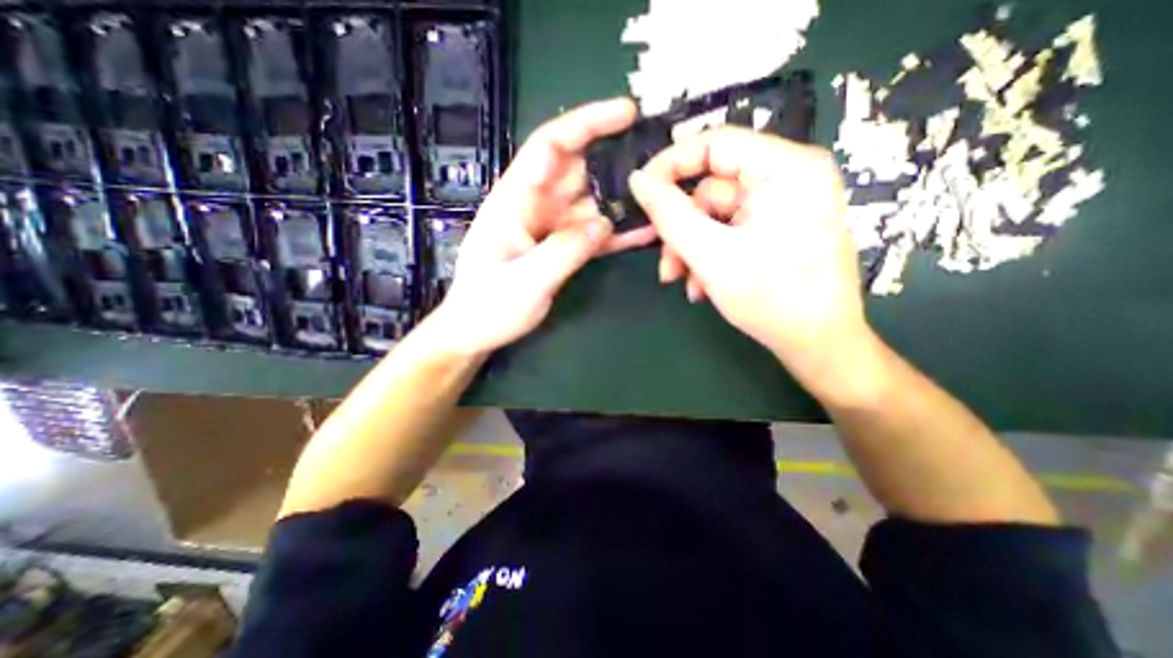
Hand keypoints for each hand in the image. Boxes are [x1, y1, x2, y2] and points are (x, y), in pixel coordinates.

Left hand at [433, 97, 656, 355]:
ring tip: (660, 196)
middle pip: (579, 170)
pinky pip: (592, 232)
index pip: (551, 146)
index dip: (587, 123)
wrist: (477, 331)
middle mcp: (535, 205)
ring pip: (591, 202)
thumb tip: (604, 224)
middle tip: (658, 161)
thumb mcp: (525, 280)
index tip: (626, 113)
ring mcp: (550, 227)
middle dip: (615, 160)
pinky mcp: (560, 247)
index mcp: (515, 200)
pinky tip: (643, 231)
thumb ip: (565, 250)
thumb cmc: (488, 306)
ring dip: (622, 199)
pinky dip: (616, 231)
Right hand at [629, 125, 873, 397]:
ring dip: (691, 250)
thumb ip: (669, 214)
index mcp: (786, 168)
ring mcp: (781, 205)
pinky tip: (702, 286)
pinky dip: (708, 257)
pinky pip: (727, 233)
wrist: (817, 345)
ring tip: (682, 282)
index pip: (715, 144)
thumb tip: (637, 180)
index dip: (670, 166)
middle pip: (711, 189)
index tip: (639, 194)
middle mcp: (787, 178)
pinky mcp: (774, 229)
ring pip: (713, 217)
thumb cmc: (772, 298)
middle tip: (664, 263)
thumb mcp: (711, 254)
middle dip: (681, 230)